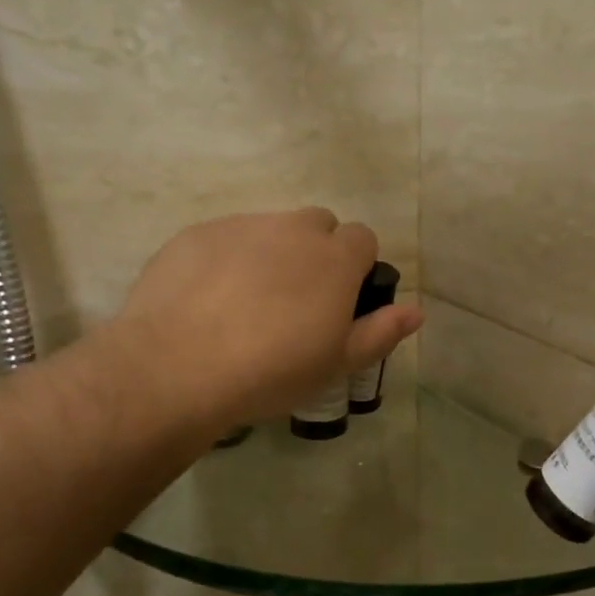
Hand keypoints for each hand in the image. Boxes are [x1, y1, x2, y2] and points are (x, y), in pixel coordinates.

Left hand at [105, 208, 421, 429]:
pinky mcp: (196, 234)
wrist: (177, 367)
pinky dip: (229, 259)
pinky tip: (210, 300)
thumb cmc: (272, 371)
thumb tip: (417, 311)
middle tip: (298, 302)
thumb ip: (381, 332)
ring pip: (271, 228)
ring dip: (273, 253)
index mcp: (334, 259)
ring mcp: (240, 226)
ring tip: (249, 303)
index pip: (363, 238)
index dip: (357, 267)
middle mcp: (292, 230)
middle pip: (318, 224)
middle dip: (317, 251)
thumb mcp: (337, 363)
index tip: (341, 302)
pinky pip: (226, 237)